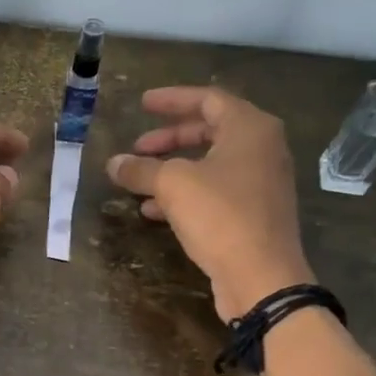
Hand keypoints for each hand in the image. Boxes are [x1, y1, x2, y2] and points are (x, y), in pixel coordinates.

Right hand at [106, 87, 312, 318]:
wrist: (261, 276)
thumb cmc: (221, 216)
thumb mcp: (173, 185)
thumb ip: (141, 169)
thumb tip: (114, 163)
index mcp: (250, 128)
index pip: (208, 99)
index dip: (172, 100)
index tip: (142, 103)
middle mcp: (261, 149)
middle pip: (209, 132)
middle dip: (169, 138)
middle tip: (138, 148)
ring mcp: (260, 183)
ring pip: (209, 165)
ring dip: (172, 170)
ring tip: (139, 181)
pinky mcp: (253, 214)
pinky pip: (214, 192)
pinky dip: (185, 194)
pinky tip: (153, 211)